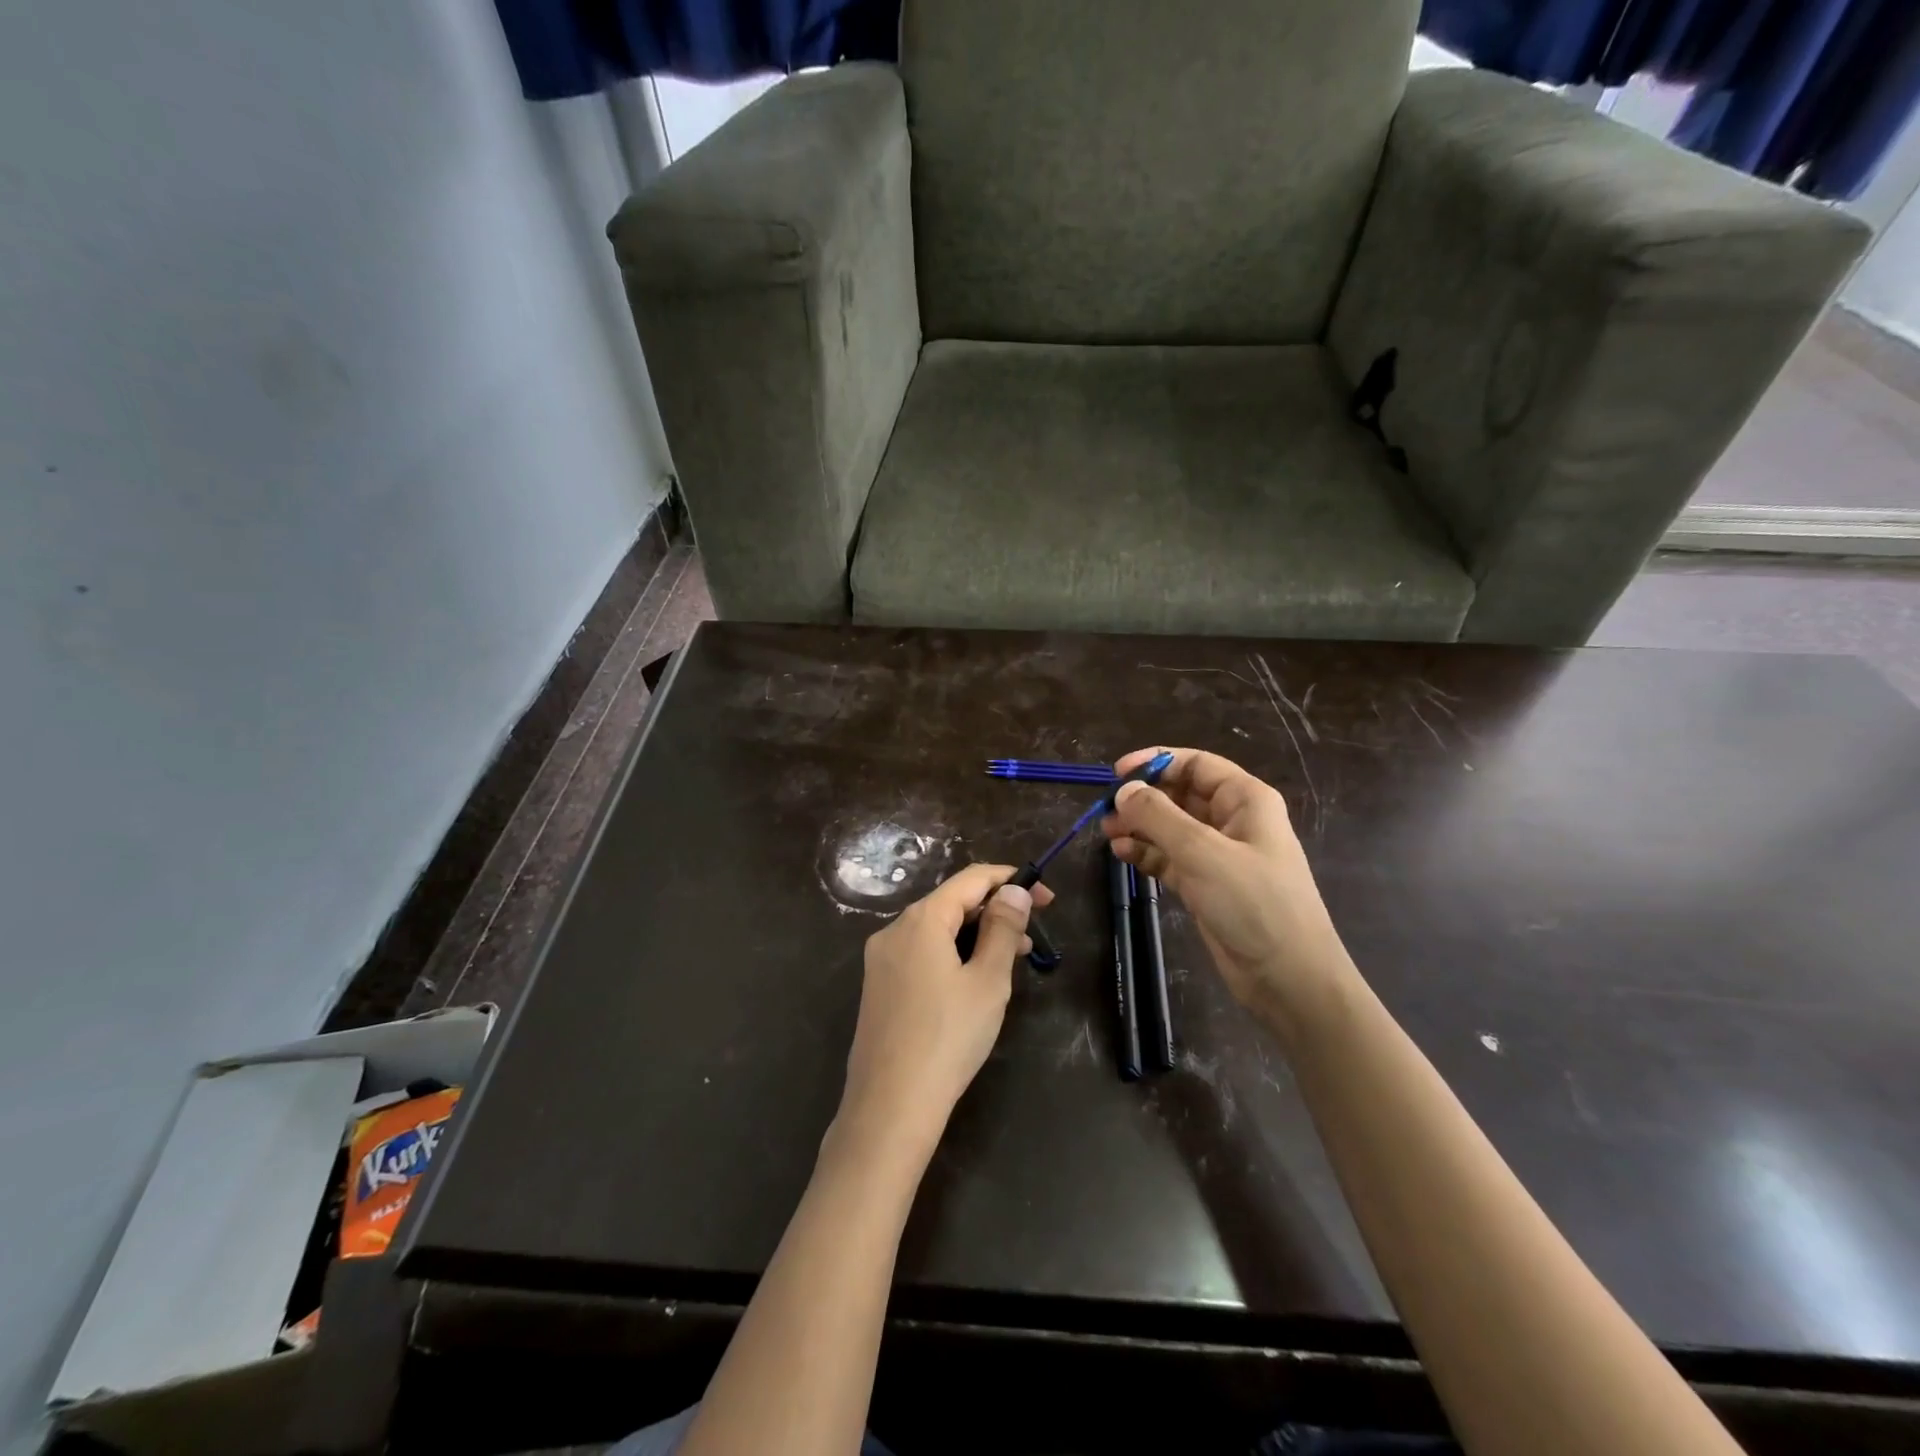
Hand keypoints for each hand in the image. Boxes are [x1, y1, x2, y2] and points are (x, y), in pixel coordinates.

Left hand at [839, 865, 1054, 1155]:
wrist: (890, 1107)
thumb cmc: (948, 1038)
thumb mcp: (988, 981)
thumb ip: (1003, 929)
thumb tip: (1013, 891)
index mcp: (921, 920)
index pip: (970, 880)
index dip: (1011, 880)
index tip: (1046, 898)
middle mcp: (894, 930)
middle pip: (952, 903)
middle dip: (995, 911)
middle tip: (1033, 936)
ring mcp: (881, 960)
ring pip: (937, 931)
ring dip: (976, 935)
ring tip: (1012, 960)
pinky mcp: (879, 987)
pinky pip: (922, 954)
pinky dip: (953, 954)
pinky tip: (974, 980)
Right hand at [1102, 747, 1355, 1037]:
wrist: (1290, 979)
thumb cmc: (1254, 904)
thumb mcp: (1202, 853)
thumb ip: (1158, 816)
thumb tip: (1124, 790)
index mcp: (1246, 800)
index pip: (1196, 764)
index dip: (1156, 762)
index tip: (1117, 773)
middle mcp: (1233, 821)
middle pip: (1180, 794)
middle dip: (1143, 799)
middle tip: (1106, 811)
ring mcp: (1220, 855)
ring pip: (1172, 828)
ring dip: (1140, 826)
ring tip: (1107, 833)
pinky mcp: (1207, 886)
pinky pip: (1170, 858)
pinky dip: (1147, 853)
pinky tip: (1122, 855)